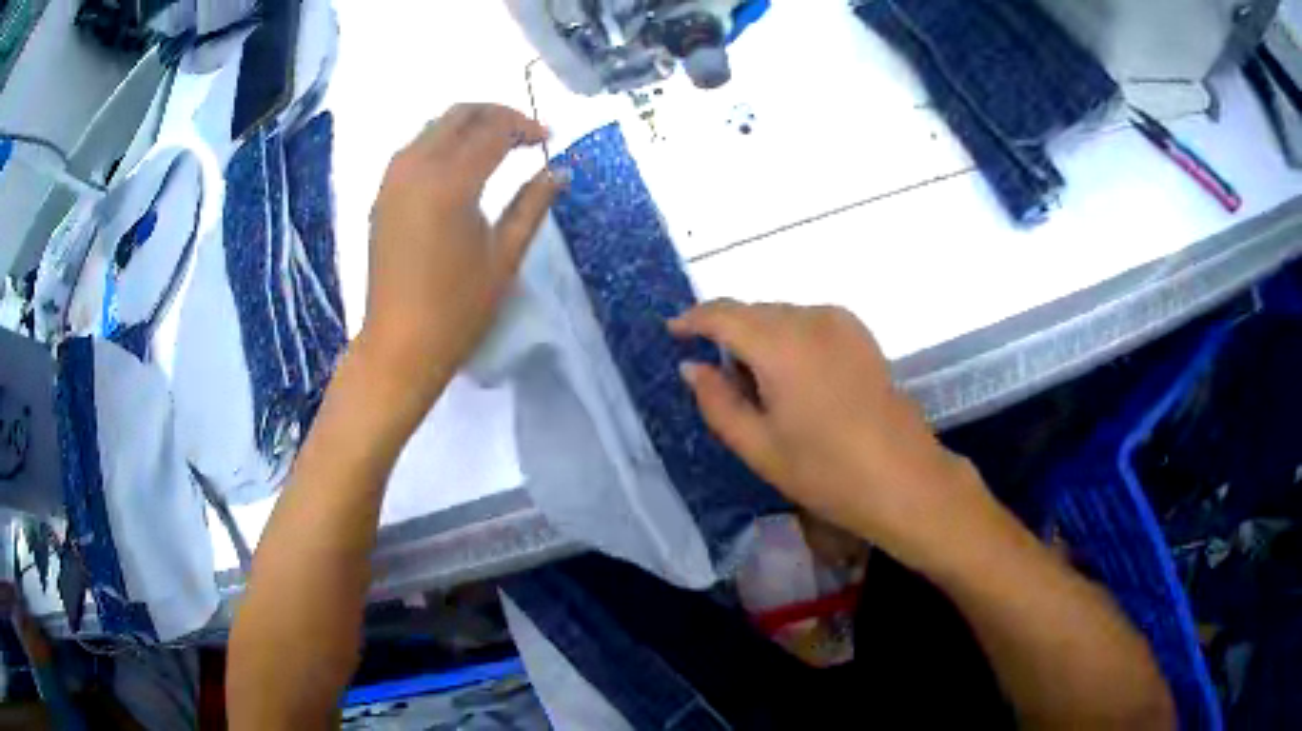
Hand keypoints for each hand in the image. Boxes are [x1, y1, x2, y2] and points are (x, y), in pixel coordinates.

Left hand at [360, 104, 562, 407]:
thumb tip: (558, 171)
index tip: (548, 139)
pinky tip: (461, 165)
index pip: (493, 129)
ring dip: (468, 125)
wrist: (399, 346)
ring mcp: (393, 180)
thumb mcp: (505, 256)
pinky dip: (443, 142)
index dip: (525, 126)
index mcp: (450, 182)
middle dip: (496, 114)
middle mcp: (416, 167)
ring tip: (498, 145)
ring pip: (434, 126)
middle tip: (525, 134)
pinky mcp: (382, 195)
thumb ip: (532, 204)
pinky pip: (415, 147)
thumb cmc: (458, 309)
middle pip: (459, 114)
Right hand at [669, 301, 992, 568]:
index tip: (674, 333)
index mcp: (780, 344)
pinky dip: (789, 338)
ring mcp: (841, 322)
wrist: (903, 478)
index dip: (693, 319)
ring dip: (760, 337)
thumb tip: (692, 367)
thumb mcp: (758, 446)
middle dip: (728, 333)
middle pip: (753, 311)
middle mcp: (810, 318)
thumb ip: (717, 401)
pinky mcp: (860, 334)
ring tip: (760, 386)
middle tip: (721, 380)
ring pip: (782, 315)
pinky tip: (795, 378)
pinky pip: (809, 322)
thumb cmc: (826, 471)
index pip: (722, 314)